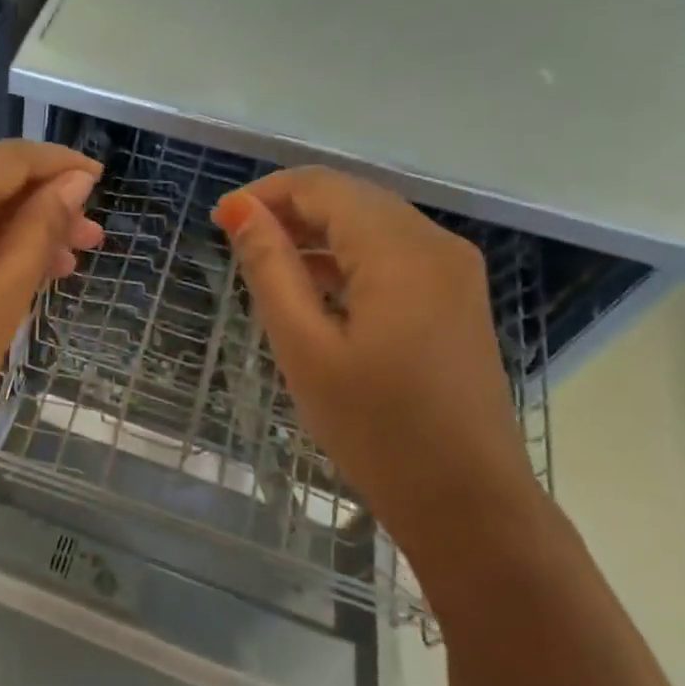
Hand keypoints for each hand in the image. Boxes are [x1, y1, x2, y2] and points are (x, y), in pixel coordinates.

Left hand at [0, 142, 102, 512]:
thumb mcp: (1, 301)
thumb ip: (38, 231)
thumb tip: (73, 183)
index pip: (2, 160)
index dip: (55, 165)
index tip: (97, 181)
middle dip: (35, 206)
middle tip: (89, 239)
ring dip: (6, 230)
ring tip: (61, 263)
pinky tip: (9, 269)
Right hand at [213, 168, 541, 558]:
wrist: (465, 499)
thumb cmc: (374, 427)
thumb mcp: (305, 346)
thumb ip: (271, 269)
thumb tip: (239, 209)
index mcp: (399, 251)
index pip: (323, 187)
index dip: (265, 194)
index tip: (219, 223)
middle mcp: (435, 244)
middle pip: (351, 198)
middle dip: (289, 210)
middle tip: (236, 244)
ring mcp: (452, 271)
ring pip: (372, 224)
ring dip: (316, 233)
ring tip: (266, 265)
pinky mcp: (455, 298)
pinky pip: (392, 254)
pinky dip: (346, 258)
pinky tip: (314, 288)